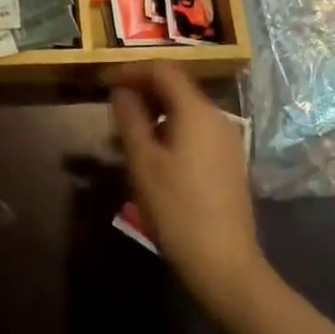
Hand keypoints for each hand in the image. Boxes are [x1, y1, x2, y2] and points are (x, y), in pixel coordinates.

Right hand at [108, 62, 266, 317]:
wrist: (225, 264)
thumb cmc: (177, 209)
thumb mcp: (143, 161)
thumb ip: (130, 118)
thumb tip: (121, 90)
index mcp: (196, 110)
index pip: (162, 70)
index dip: (131, 70)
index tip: (105, 81)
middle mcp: (217, 116)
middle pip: (177, 87)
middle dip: (143, 90)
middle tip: (113, 106)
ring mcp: (227, 139)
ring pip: (186, 109)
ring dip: (156, 111)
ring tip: (128, 133)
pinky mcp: (229, 160)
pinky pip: (196, 129)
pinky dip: (172, 128)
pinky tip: (154, 154)